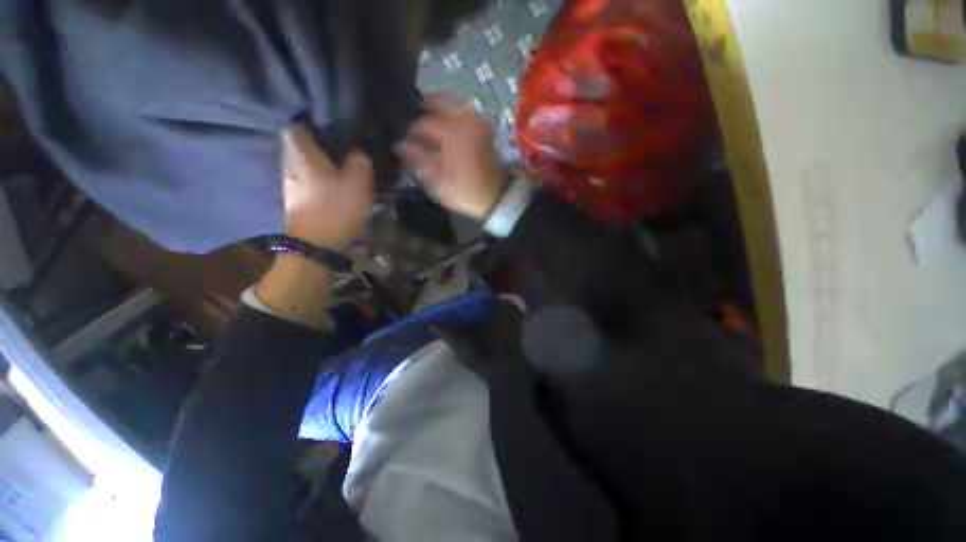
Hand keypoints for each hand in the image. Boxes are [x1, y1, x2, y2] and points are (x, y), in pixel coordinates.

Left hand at [282, 125, 373, 249]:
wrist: (317, 246)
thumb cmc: (337, 208)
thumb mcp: (359, 182)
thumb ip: (360, 160)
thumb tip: (358, 152)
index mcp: (301, 152)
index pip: (296, 123)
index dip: (312, 120)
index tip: (331, 123)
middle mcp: (289, 163)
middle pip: (299, 143)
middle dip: (317, 142)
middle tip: (340, 144)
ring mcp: (289, 183)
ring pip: (302, 162)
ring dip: (318, 161)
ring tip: (339, 164)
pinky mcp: (295, 200)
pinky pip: (305, 179)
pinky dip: (317, 177)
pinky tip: (331, 184)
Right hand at [395, 95, 507, 219]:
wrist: (495, 198)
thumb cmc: (465, 190)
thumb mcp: (438, 178)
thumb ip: (417, 157)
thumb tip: (399, 143)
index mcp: (454, 130)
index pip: (422, 121)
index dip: (408, 130)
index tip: (400, 140)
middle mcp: (466, 118)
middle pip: (438, 100)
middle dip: (421, 109)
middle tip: (409, 125)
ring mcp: (477, 122)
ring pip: (451, 104)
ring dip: (435, 110)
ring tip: (424, 127)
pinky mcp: (482, 129)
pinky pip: (461, 112)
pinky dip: (448, 115)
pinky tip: (440, 130)